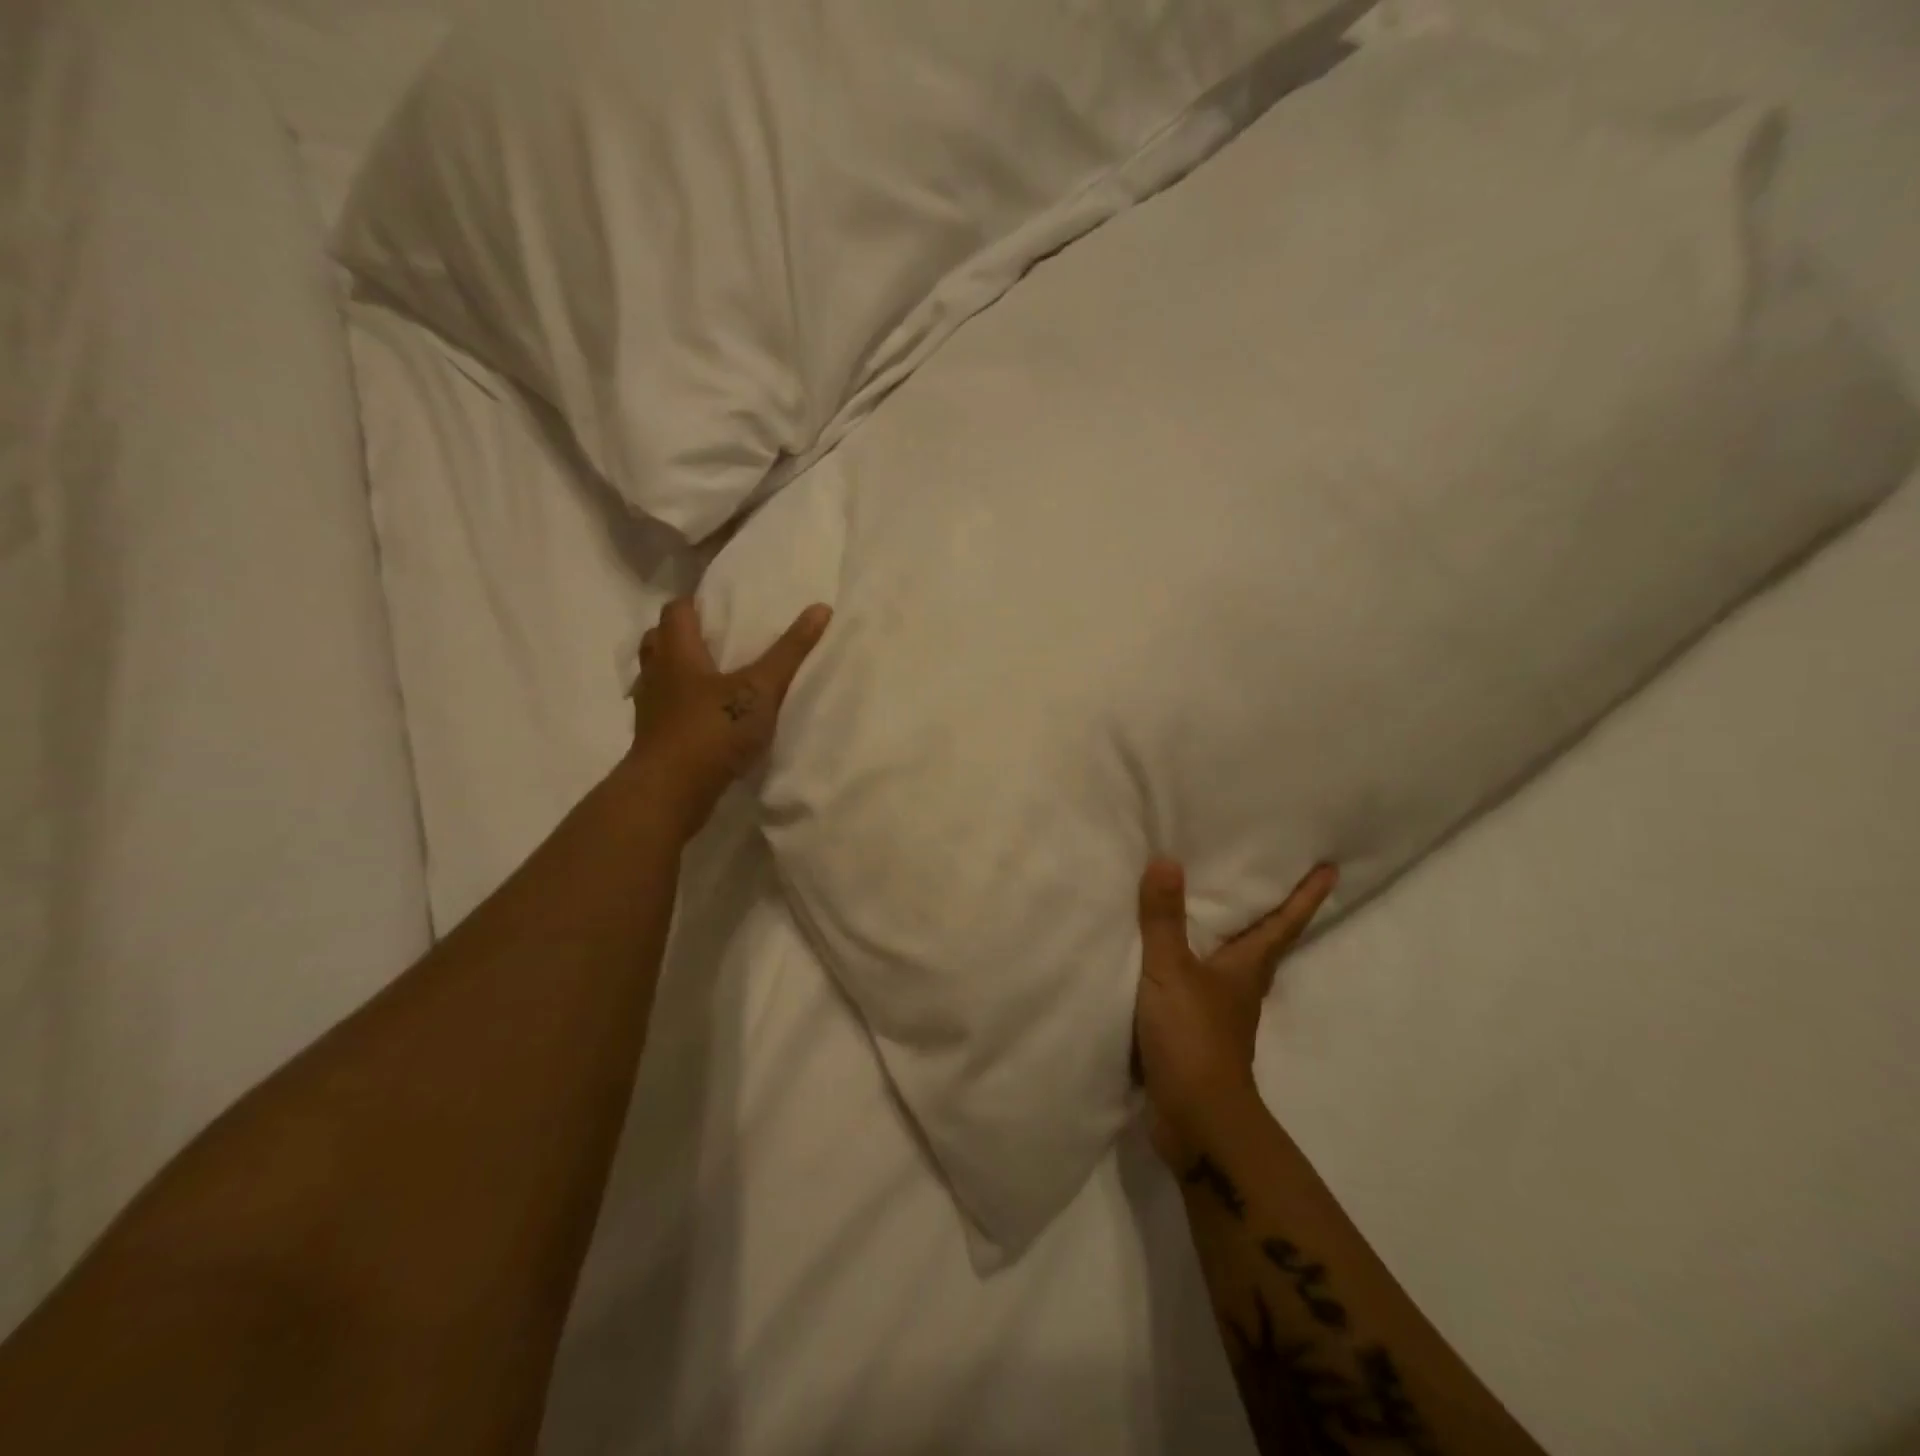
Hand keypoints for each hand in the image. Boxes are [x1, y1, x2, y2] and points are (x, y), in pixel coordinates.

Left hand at [623, 597, 831, 838]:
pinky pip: (665, 710)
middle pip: (659, 640)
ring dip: (679, 672)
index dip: (695, 602)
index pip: (676, 611)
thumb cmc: (713, 730)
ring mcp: (651, 709)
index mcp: (678, 653)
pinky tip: (707, 717)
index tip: (719, 604)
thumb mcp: (761, 689)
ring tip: (713, 677)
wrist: (671, 792)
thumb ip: (790, 651)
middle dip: (683, 635)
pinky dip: (681, 706)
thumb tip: (821, 608)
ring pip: (659, 677)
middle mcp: (657, 675)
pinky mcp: (654, 739)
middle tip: (715, 638)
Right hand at [1133, 859, 1337, 1168]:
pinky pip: (1202, 987)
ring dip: (1234, 941)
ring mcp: (1223, 1015)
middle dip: (1273, 915)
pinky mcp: (1199, 1035)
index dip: (1306, 896)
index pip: (1283, 924)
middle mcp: (1242, 988)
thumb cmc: (1193, 1037)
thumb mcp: (1171, 971)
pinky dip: (1196, 967)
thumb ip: (1164, 919)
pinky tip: (1174, 961)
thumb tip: (1167, 861)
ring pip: (1235, 967)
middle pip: (1266, 945)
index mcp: (1246, 969)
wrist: (1195, 1119)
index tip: (1331, 870)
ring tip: (1218, 913)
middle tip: (1273, 881)